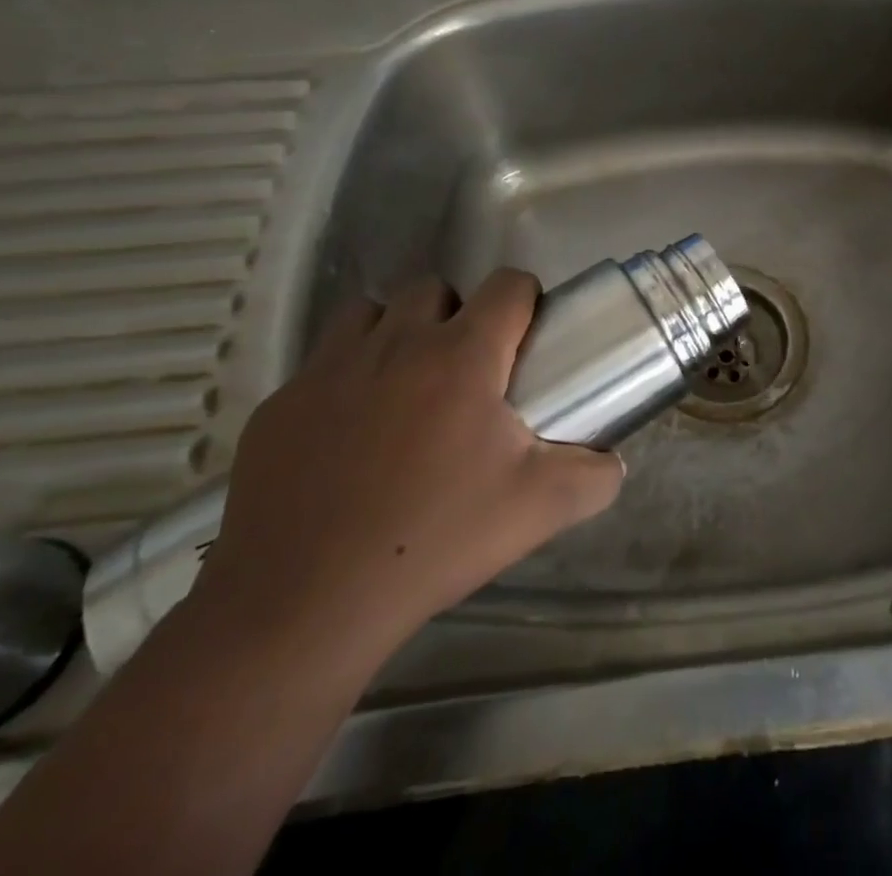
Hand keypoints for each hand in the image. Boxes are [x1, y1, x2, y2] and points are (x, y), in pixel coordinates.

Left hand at [193, 271, 622, 663]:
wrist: (302, 605)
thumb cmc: (433, 540)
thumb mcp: (538, 510)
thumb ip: (594, 477)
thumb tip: (613, 463)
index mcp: (462, 356)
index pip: (507, 286)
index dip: (526, 299)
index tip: (528, 336)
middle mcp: (396, 344)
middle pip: (434, 287)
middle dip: (457, 313)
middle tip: (466, 371)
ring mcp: (328, 370)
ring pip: (370, 312)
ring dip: (395, 331)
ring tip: (405, 385)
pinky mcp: (278, 406)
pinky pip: (319, 365)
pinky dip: (343, 379)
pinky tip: (346, 437)